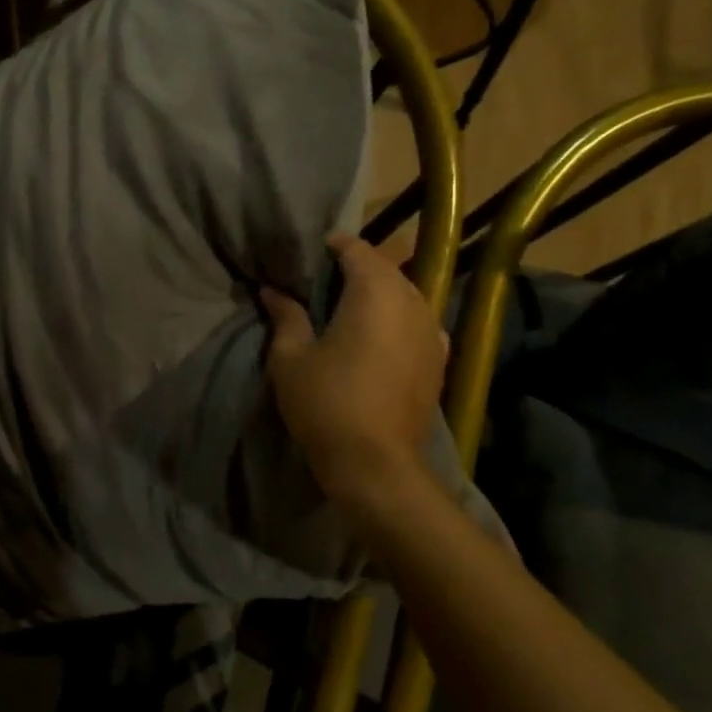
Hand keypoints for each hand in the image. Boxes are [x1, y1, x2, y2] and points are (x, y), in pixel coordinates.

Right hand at [261, 233, 446, 508]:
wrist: (376, 465)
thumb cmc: (326, 403)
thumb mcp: (291, 357)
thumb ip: (286, 315)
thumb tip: (272, 290)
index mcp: (375, 291)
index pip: (356, 248)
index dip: (330, 246)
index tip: (306, 256)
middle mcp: (412, 301)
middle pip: (384, 267)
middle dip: (354, 267)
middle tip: (320, 282)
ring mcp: (432, 330)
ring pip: (404, 293)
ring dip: (377, 293)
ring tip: (346, 308)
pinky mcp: (439, 358)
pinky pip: (417, 321)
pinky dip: (397, 318)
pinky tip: (379, 336)